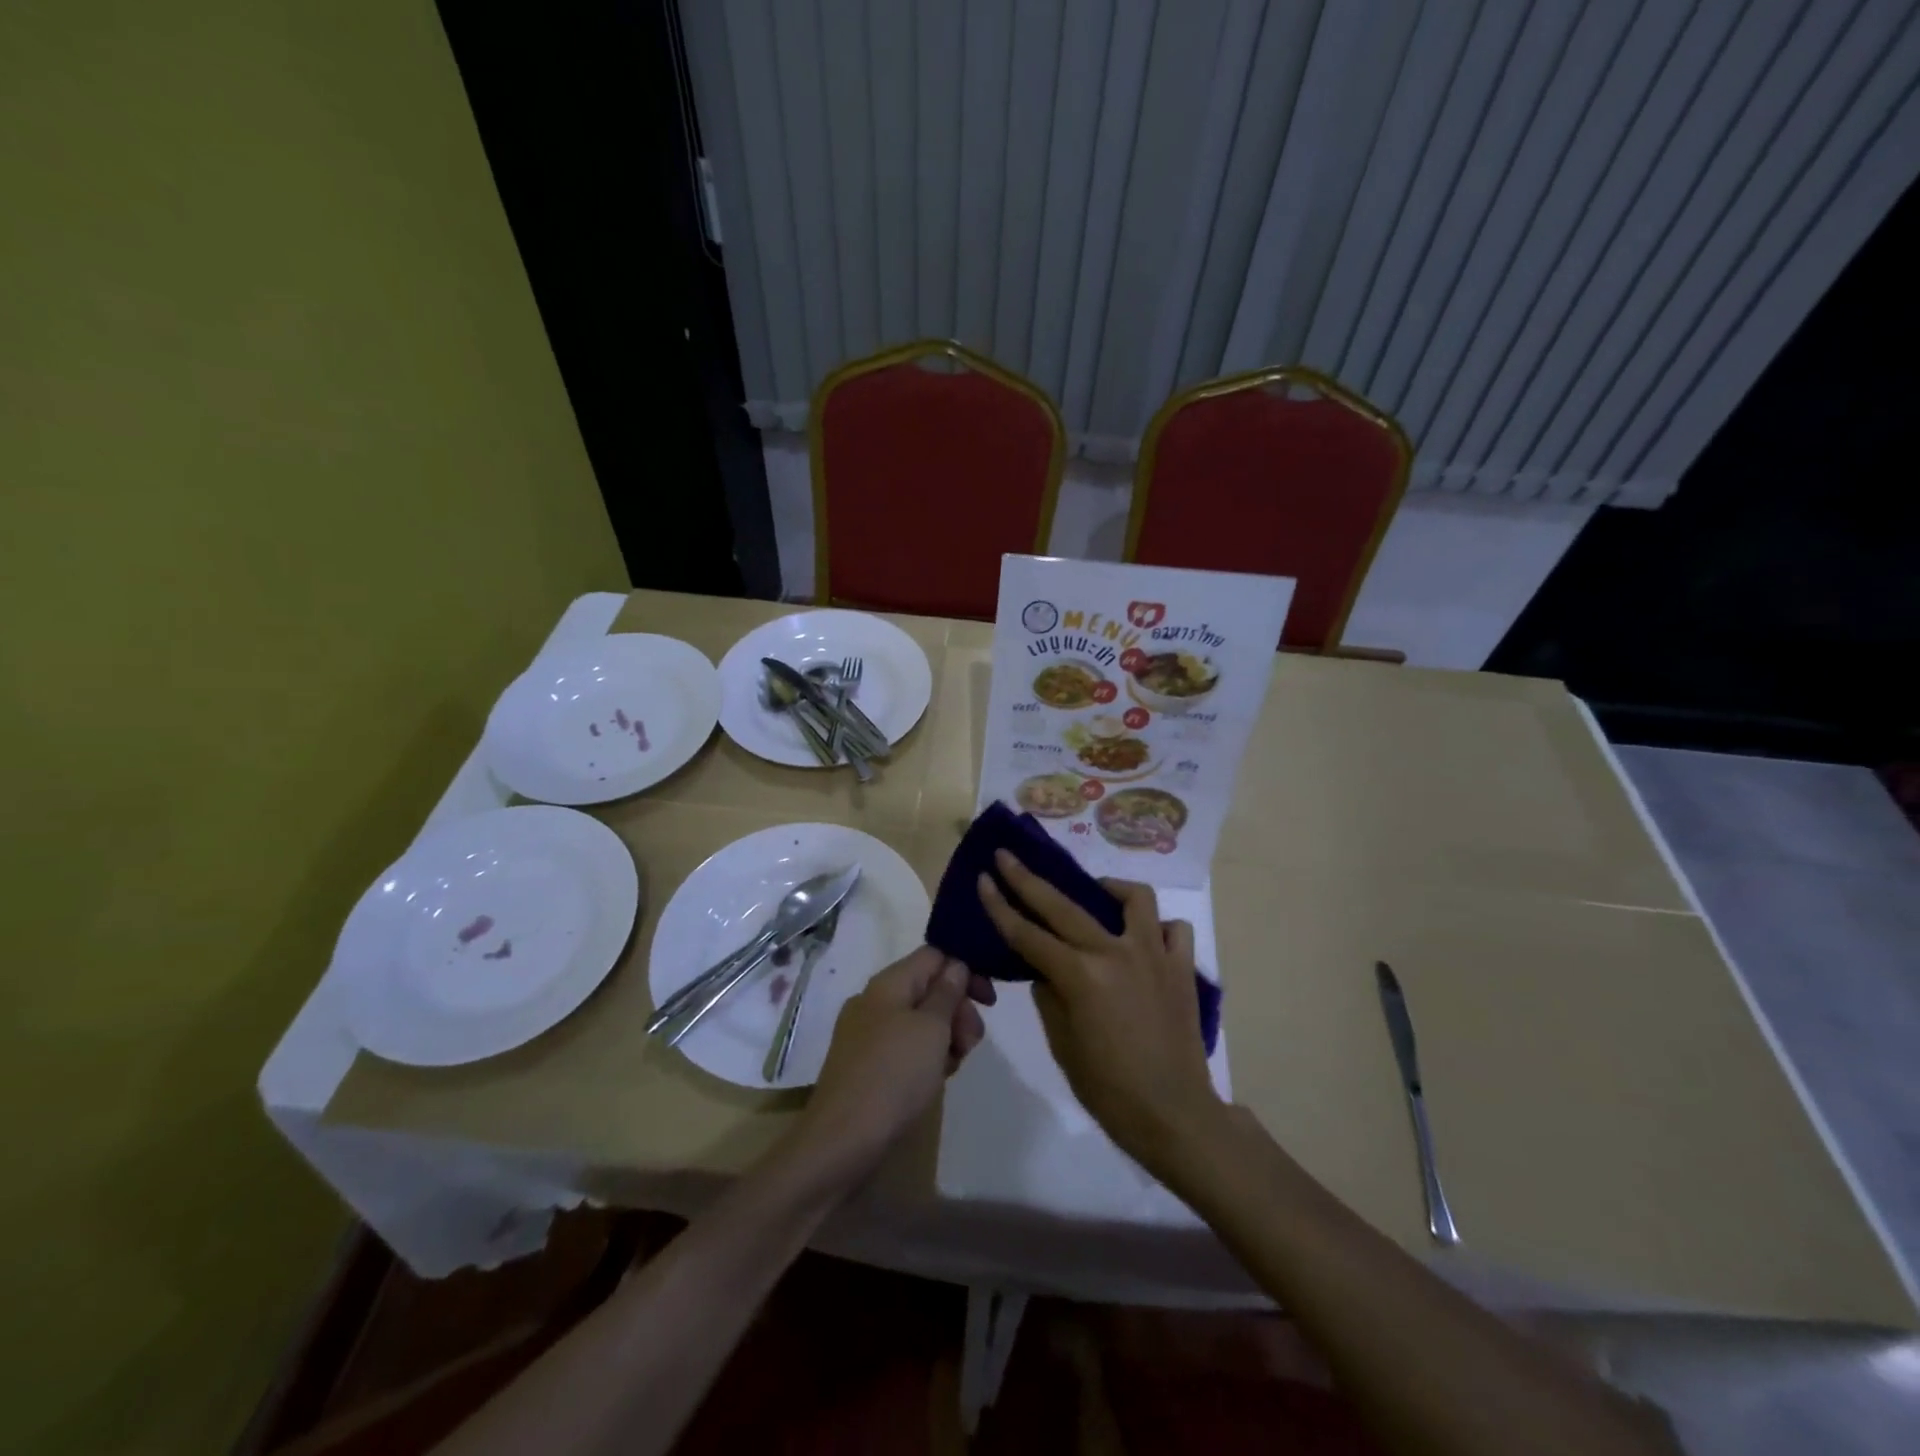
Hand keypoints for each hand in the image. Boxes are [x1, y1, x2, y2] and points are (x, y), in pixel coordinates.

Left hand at [791, 947, 989, 1179]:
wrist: (842, 1141)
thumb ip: (947, 992)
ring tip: (952, 1067)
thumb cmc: (893, 1076)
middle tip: (971, 1043)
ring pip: (920, 1021)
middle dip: (958, 1010)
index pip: (934, 955)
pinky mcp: (866, 1065)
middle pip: (928, 988)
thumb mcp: (931, 1029)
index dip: (965, 969)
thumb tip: (955, 965)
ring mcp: (867, 1034)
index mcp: (888, 983)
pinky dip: (925, 1057)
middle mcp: (875, 1001)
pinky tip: (933, 1080)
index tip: (988, 1001)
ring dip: (945, 1037)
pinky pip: (906, 1047)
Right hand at [978, 850, 1220, 1175]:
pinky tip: (1144, 939)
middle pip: (1063, 905)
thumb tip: (1047, 970)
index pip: (1027, 934)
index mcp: (1080, 976)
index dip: (1000, 906)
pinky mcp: (1183, 967)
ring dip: (1109, 889)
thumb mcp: (1063, 1046)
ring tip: (1097, 893)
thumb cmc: (1110, 1090)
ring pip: (1133, 898)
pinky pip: (1174, 930)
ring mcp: (1153, 955)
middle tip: (1008, 858)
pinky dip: (1157, 928)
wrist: (1174, 1115)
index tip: (984, 879)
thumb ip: (1050, 997)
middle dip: (1028, 878)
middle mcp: (1115, 953)